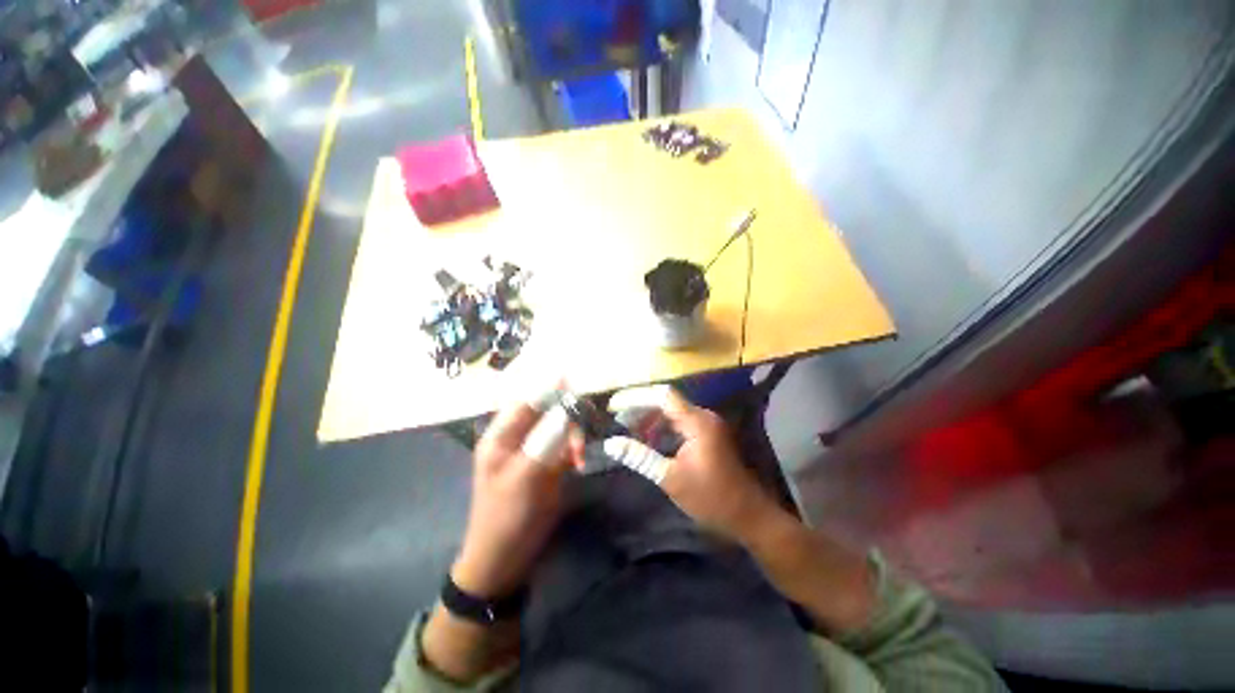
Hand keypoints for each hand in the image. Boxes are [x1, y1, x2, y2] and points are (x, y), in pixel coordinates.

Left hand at [451, 399, 582, 597]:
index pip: (527, 400)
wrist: (506, 560)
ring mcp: (534, 449)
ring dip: (574, 436)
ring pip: (559, 426)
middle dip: (568, 417)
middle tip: (581, 435)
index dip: (550, 389)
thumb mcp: (525, 477)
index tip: (576, 383)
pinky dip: (574, 449)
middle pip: (547, 411)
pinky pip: (565, 444)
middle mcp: (517, 437)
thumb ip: (546, 439)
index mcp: (501, 435)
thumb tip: (566, 407)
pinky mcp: (547, 463)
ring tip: (579, 457)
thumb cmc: (507, 518)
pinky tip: (578, 464)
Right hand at [604, 385, 778, 543]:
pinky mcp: (707, 435)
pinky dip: (661, 428)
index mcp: (697, 422)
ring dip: (650, 419)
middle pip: (666, 401)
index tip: (614, 406)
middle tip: (617, 420)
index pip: (662, 396)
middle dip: (640, 408)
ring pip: (672, 412)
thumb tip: (610, 444)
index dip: (636, 397)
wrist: (749, 516)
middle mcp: (703, 416)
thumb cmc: (710, 498)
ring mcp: (707, 425)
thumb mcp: (670, 478)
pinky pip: (679, 423)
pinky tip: (647, 440)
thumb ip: (640, 457)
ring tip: (627, 429)